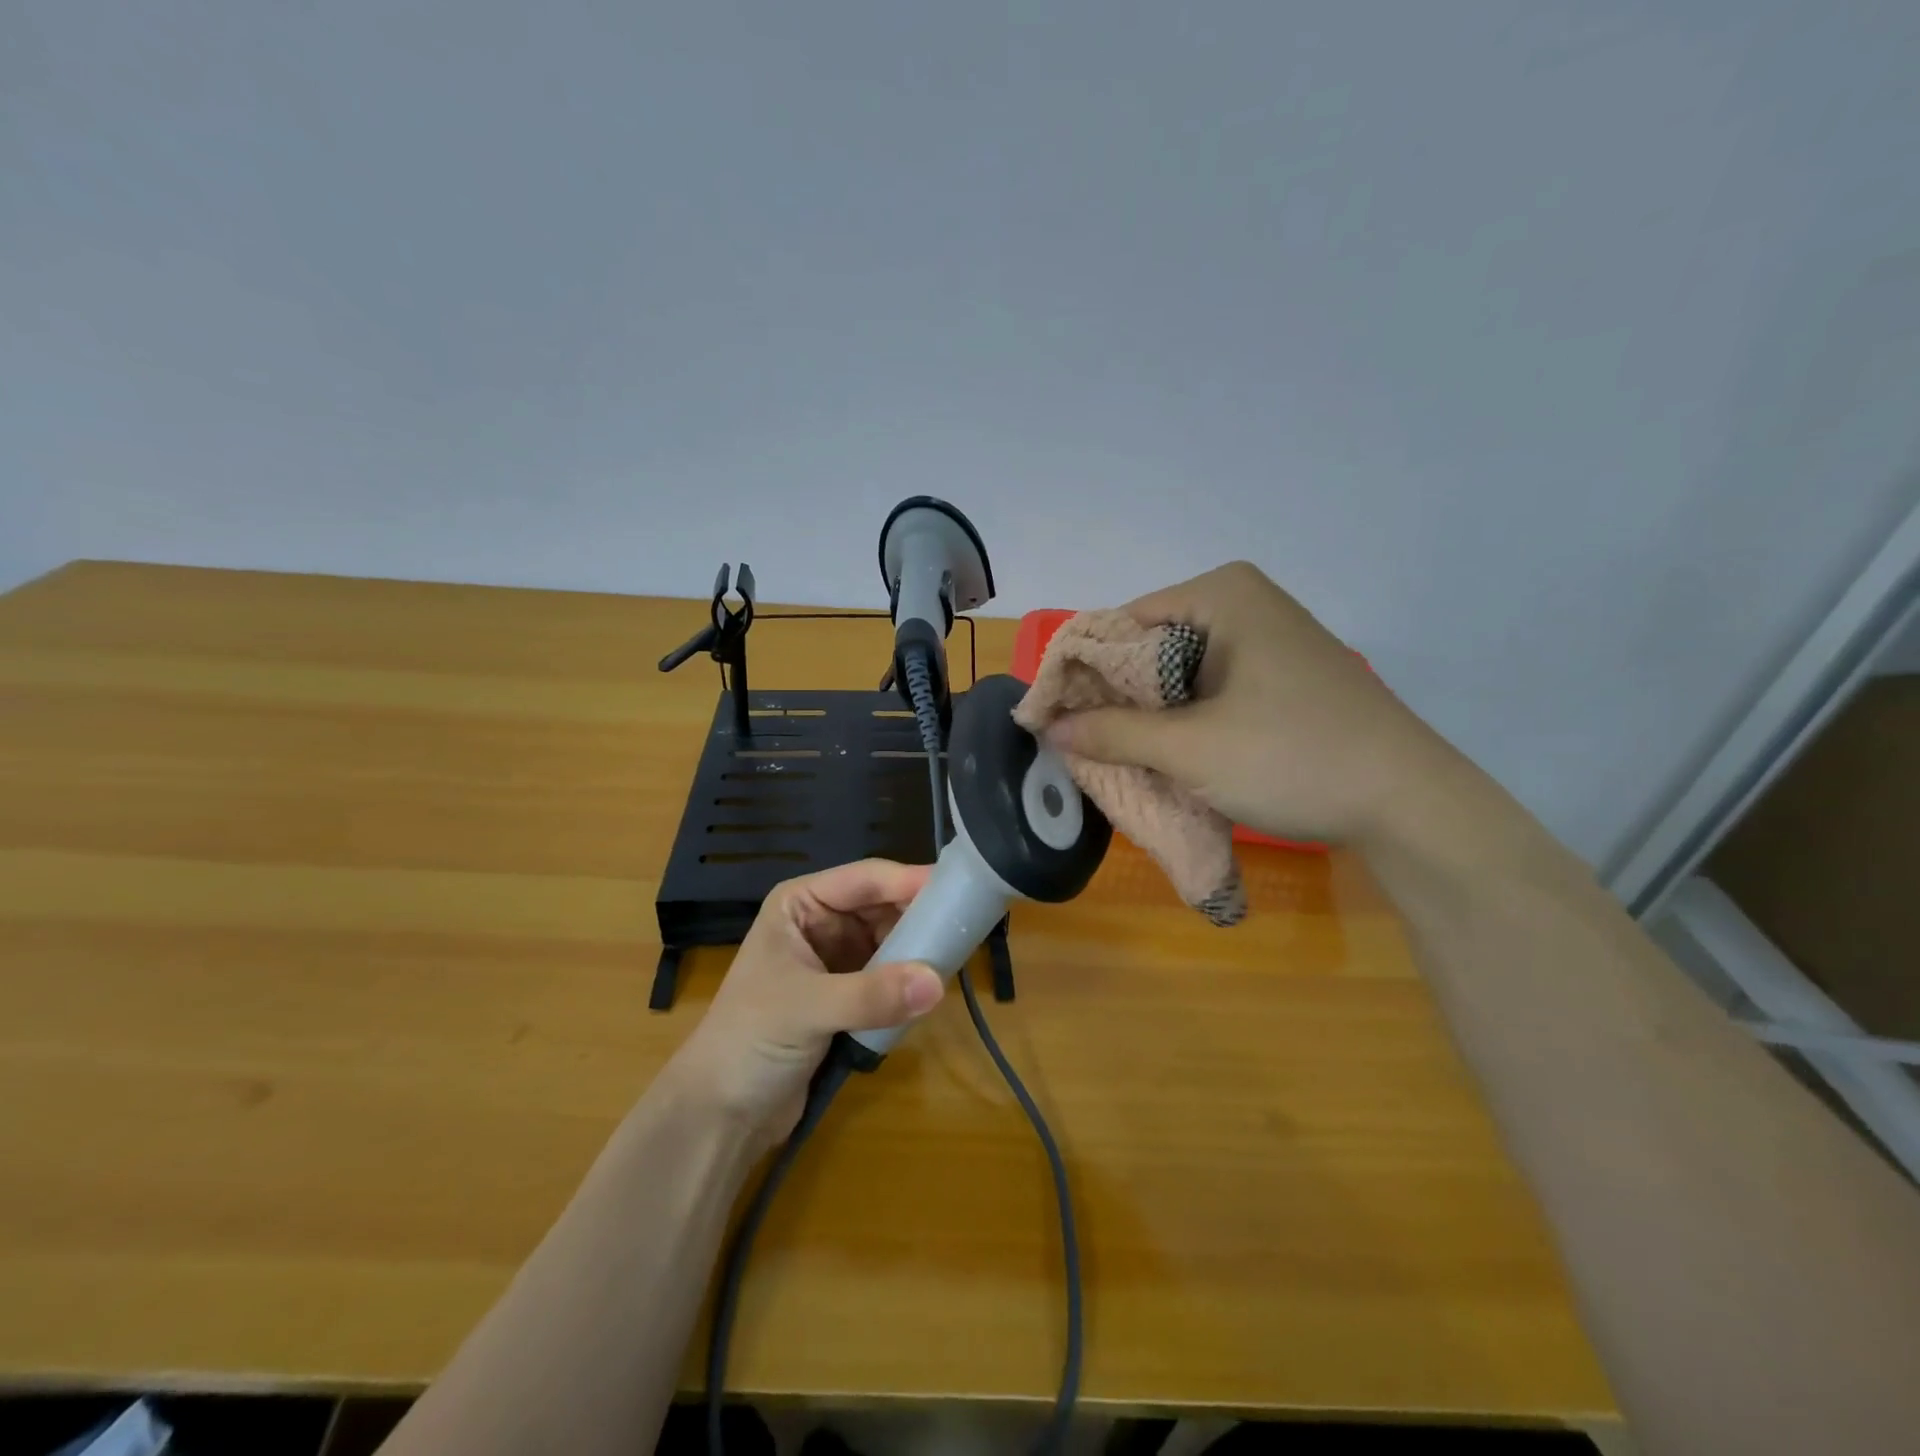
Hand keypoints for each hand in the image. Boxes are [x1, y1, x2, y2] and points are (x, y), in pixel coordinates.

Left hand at [671, 859, 944, 1144]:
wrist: (719, 1113)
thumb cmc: (749, 1041)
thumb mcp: (808, 1010)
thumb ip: (871, 995)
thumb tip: (937, 983)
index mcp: (801, 904)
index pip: (864, 879)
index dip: (909, 881)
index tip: (957, 887)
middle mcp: (820, 922)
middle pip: (883, 907)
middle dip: (919, 917)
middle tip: (967, 926)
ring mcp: (835, 959)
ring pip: (891, 941)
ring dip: (917, 951)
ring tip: (957, 956)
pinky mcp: (848, 995)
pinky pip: (890, 976)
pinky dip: (909, 981)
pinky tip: (933, 987)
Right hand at [1044, 562, 1450, 847]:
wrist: (1410, 804)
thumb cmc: (1293, 757)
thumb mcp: (1191, 748)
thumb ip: (1114, 733)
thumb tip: (1051, 729)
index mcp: (1221, 595)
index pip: (1120, 624)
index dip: (1081, 673)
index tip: (1053, 718)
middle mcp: (1243, 604)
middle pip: (1149, 647)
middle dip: (1115, 697)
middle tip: (1081, 745)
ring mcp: (1267, 640)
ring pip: (1178, 674)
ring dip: (1148, 716)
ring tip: (1116, 756)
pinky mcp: (1281, 677)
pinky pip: (1210, 690)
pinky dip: (1184, 721)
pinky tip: (1168, 755)